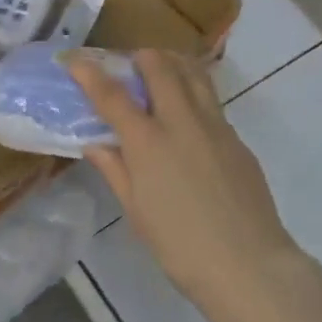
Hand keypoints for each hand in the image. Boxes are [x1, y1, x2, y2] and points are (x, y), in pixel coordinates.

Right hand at [71, 51, 303, 312]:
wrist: (247, 264)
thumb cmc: (179, 245)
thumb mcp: (136, 211)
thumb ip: (115, 171)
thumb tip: (96, 145)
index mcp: (148, 141)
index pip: (112, 96)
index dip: (90, 74)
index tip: (74, 59)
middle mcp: (182, 122)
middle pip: (161, 68)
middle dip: (141, 57)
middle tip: (130, 63)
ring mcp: (215, 127)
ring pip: (194, 75)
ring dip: (174, 63)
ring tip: (163, 69)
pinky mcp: (238, 140)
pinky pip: (212, 103)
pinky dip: (195, 93)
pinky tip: (189, 117)